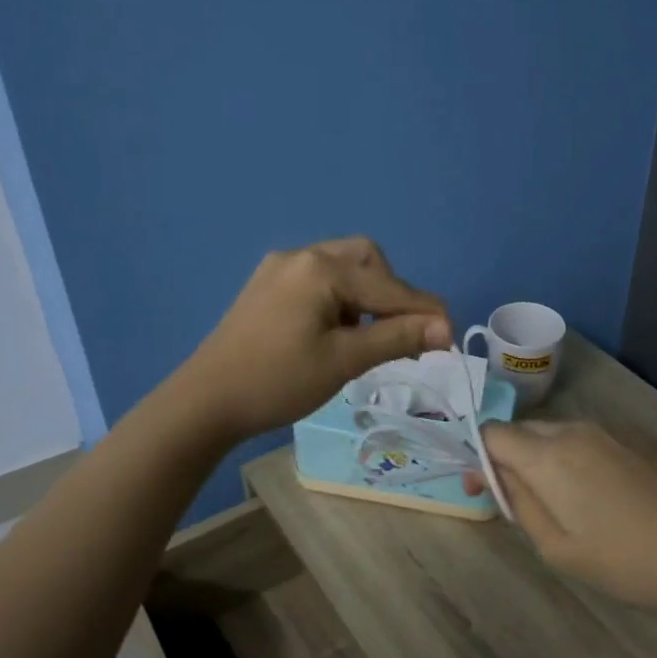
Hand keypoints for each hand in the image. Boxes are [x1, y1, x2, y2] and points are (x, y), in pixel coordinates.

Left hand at [178, 237, 450, 442]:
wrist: (205, 401)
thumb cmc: (277, 381)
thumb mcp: (344, 360)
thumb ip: (397, 337)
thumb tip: (445, 328)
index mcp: (321, 269)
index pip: (390, 287)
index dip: (425, 312)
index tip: (451, 338)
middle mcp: (301, 256)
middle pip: (367, 259)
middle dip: (392, 292)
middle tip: (399, 332)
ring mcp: (279, 268)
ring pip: (342, 268)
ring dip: (366, 295)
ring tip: (366, 337)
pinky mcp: (266, 286)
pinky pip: (318, 280)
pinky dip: (340, 299)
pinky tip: (335, 331)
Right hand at [479, 420, 656, 619]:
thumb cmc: (630, 561)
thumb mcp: (560, 549)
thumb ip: (520, 505)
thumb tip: (496, 476)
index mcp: (549, 455)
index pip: (493, 433)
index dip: (478, 457)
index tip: (480, 489)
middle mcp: (575, 430)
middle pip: (523, 431)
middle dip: (508, 459)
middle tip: (513, 502)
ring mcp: (611, 431)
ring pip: (556, 435)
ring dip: (541, 460)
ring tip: (557, 505)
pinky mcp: (638, 440)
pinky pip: (587, 441)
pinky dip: (573, 460)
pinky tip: (596, 497)